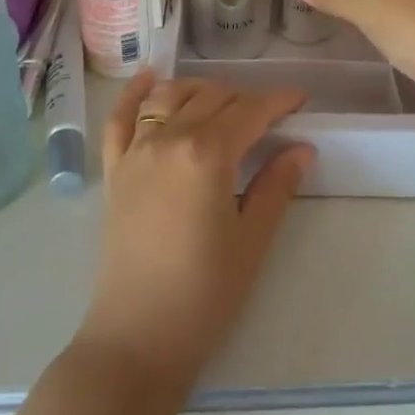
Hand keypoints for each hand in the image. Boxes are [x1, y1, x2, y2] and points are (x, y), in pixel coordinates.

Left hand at [76, 70, 313, 396]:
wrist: (137, 336)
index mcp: (207, 154)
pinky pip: (120, 118)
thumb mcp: (252, 240)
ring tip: (222, 102)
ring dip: (199, 90)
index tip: (300, 99)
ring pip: (169, 96)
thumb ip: (276, 186)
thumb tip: (301, 148)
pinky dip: (134, 92)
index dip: (278, 100)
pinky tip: (149, 77)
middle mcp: (168, 138)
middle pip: (211, 97)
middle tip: (268, 117)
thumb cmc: (205, 293)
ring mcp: (135, 151)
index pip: (249, 110)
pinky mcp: (114, 169)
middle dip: (244, 98)